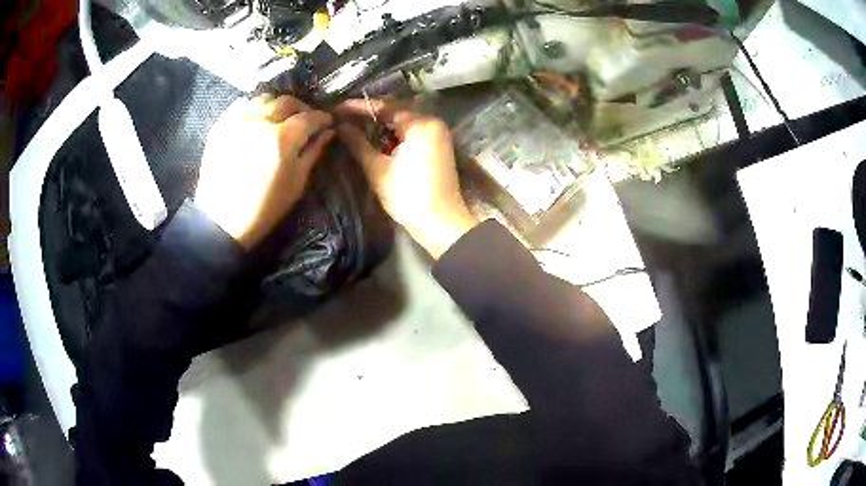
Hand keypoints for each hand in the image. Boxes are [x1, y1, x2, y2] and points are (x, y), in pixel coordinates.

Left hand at [195, 95, 334, 249]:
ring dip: (278, 105)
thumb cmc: (265, 207)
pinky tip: (258, 118)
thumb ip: (313, 152)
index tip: (328, 122)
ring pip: (265, 98)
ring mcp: (238, 121)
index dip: (322, 117)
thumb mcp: (297, 182)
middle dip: (302, 108)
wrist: (223, 221)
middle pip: (288, 102)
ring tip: (280, 117)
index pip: (310, 116)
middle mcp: (260, 121)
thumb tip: (328, 132)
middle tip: (306, 119)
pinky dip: (255, 106)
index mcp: (282, 138)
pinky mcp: (221, 126)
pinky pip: (242, 104)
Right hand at [336, 99, 477, 258]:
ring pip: (404, 122)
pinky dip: (395, 134)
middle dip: (370, 115)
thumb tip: (340, 126)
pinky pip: (413, 132)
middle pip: (396, 112)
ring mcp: (438, 134)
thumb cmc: (408, 196)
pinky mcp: (439, 146)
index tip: (338, 109)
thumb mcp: (377, 168)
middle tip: (344, 117)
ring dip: (382, 125)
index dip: (359, 107)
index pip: (385, 107)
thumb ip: (358, 143)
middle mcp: (433, 122)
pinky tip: (377, 139)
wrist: (440, 223)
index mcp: (420, 124)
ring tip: (355, 126)